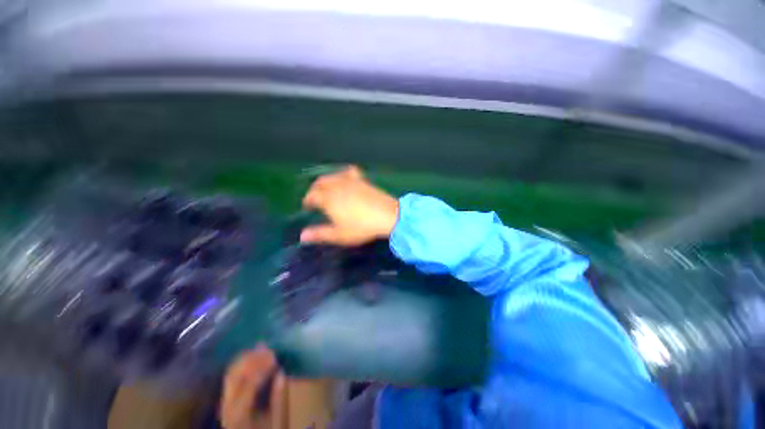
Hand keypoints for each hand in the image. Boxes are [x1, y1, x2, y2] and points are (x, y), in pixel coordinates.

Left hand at [220, 345, 285, 428]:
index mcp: (240, 414)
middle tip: (268, 347)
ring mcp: (223, 402)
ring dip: (246, 358)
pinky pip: (230, 375)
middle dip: (251, 359)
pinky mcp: (225, 398)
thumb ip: (277, 397)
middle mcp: (227, 406)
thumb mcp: (275, 418)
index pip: (249, 385)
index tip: (275, 355)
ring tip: (261, 347)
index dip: (262, 368)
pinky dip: (241, 362)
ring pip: (230, 373)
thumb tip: (280, 372)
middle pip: (234, 376)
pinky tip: (252, 356)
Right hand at [301, 166, 398, 245]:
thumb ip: (320, 234)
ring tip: (327, 189)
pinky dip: (343, 173)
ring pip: (332, 176)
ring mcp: (350, 181)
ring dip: (326, 181)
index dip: (307, 200)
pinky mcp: (362, 180)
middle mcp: (337, 186)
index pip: (312, 196)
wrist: (387, 216)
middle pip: (320, 183)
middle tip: (315, 197)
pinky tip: (345, 178)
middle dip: (314, 189)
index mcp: (328, 199)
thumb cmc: (361, 227)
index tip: (307, 206)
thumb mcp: (339, 235)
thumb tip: (302, 236)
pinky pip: (349, 172)